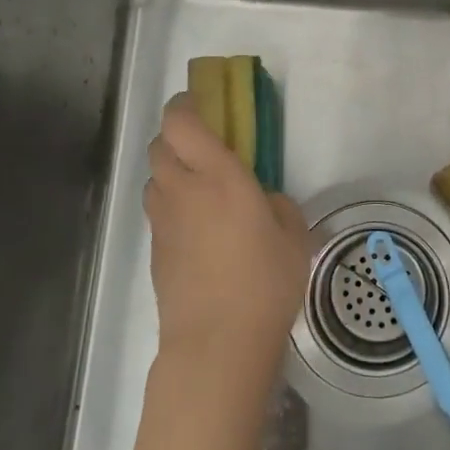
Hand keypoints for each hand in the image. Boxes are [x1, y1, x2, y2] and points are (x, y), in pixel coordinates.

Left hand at [143, 94, 310, 390]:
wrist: (216, 343)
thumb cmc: (264, 282)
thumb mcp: (294, 236)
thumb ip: (278, 205)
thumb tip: (262, 200)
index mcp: (218, 175)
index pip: (181, 121)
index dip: (185, 105)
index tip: (203, 105)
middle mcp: (182, 189)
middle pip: (160, 145)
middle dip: (178, 138)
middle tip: (207, 150)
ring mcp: (163, 221)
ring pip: (155, 178)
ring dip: (172, 172)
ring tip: (202, 192)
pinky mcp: (155, 250)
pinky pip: (159, 211)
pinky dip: (173, 207)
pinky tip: (199, 232)